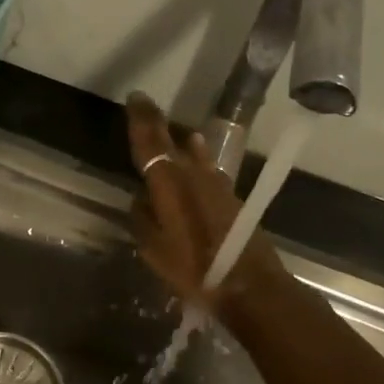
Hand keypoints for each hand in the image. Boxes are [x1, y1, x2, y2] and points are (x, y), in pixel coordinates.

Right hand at [125, 93, 290, 314]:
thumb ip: (143, 219)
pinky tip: (197, 161)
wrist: (248, 284)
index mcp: (169, 185)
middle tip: (145, 106)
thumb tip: (141, 198)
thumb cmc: (194, 269)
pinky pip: (208, 170)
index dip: (141, 120)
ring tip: (175, 134)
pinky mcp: (232, 197)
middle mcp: (193, 176)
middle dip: (157, 123)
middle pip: (173, 142)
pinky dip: (198, 160)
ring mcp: (217, 184)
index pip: (151, 143)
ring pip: (195, 154)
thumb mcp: (154, 250)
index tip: (135, 99)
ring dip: (182, 142)